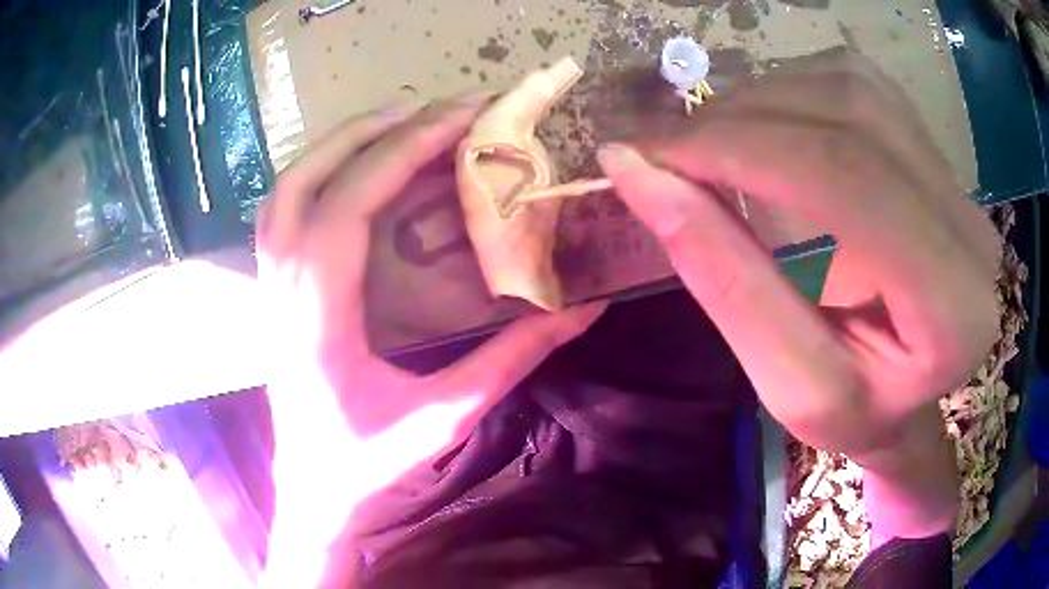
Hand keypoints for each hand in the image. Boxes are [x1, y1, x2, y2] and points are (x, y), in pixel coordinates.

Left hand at [256, 97, 605, 586]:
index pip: (351, 202)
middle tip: (441, 108)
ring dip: (342, 142)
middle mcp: (283, 283)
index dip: (406, 149)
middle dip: (378, 130)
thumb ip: (510, 360)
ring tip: (402, 121)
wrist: (312, 488)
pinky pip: (282, 206)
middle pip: (312, 176)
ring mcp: (269, 282)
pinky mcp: (271, 286)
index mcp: (318, 313)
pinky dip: (319, 169)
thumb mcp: (444, 416)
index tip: (462, 117)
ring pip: (288, 185)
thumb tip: (578, 312)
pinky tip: (356, 164)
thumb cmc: (367, 463)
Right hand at [598, 53, 999, 539]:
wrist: (908, 395)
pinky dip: (790, 91)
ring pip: (850, 85)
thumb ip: (723, 277)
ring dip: (761, 99)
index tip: (648, 153)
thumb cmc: (854, 414)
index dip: (740, 146)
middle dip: (741, 117)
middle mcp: (968, 226)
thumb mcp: (786, 381)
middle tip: (666, 147)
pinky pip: (856, 83)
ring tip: (709, 141)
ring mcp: (955, 178)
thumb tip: (636, 172)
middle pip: (850, 115)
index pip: (848, 179)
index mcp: (952, 307)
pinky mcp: (934, 152)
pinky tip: (761, 128)